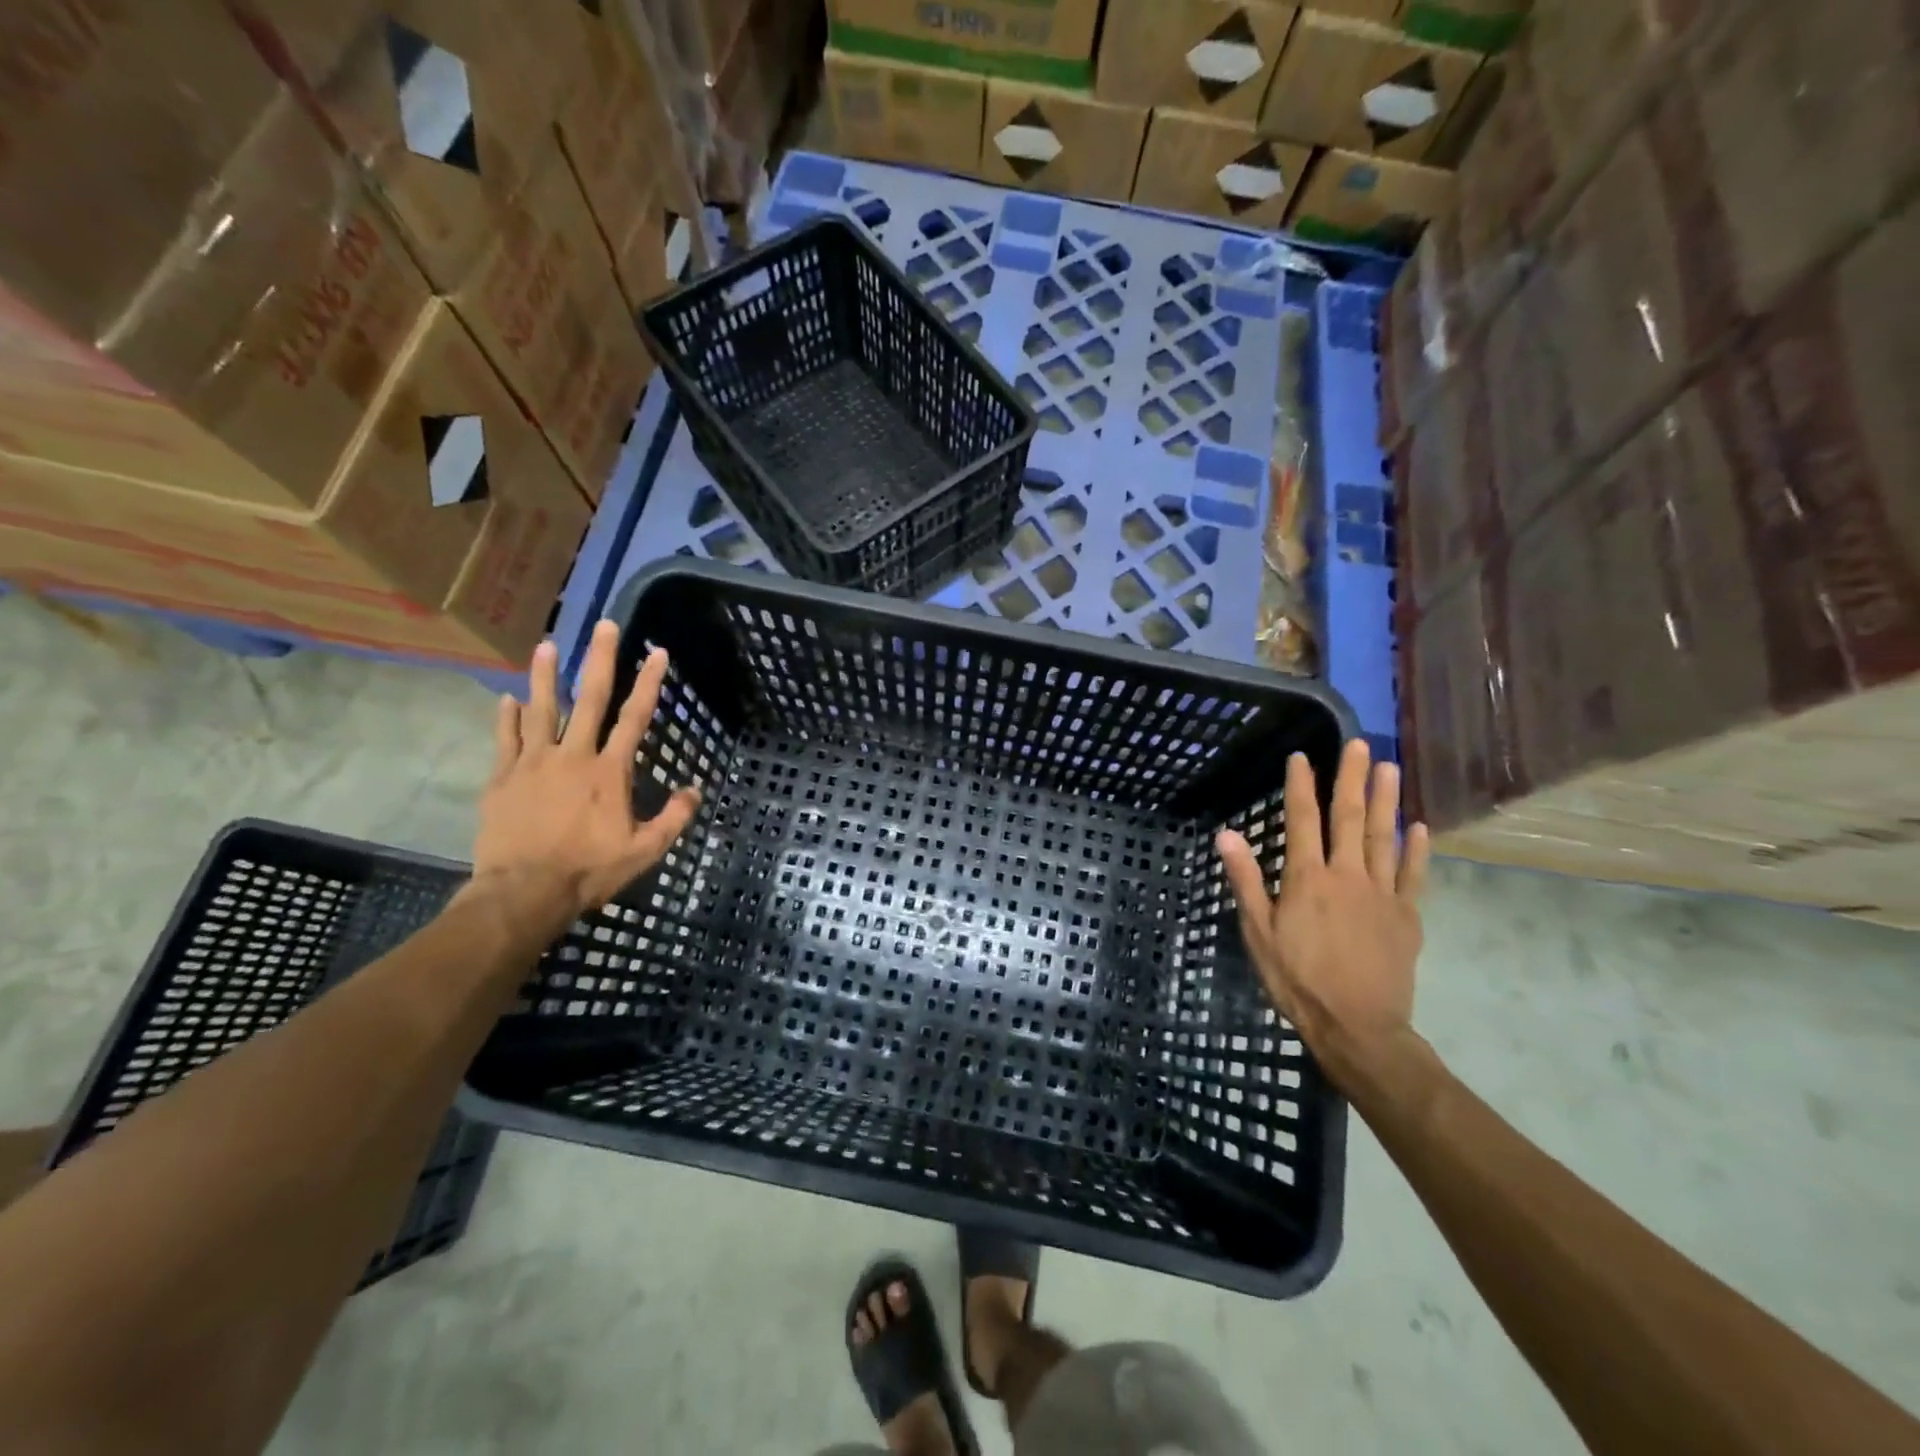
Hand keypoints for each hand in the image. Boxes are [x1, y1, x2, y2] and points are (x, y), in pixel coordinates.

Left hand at [472, 620, 700, 920]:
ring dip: (544, 675)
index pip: (635, 717)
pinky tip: (507, 699)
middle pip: (588, 698)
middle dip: (599, 659)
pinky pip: (506, 740)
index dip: (649, 683)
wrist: (525, 892)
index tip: (656, 652)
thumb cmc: (590, 870)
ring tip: (545, 645)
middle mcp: (573, 755)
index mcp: (610, 771)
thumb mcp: (644, 851)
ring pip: (540, 709)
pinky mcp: (503, 778)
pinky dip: (507, 718)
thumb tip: (695, 790)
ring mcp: (534, 763)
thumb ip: (673, 818)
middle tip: (603, 625)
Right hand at [1217, 739, 1429, 1085]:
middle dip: (1352, 778)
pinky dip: (1416, 849)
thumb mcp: (1258, 932)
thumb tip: (1227, 834)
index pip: (1303, 820)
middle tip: (1359, 744)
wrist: (1358, 1026)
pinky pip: (1414, 874)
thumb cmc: (1298, 979)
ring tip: (1389, 767)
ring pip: (1383, 837)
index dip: (1301, 785)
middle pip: (1349, 817)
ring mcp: (1382, 893)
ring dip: (1385, 800)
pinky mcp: (1407, 916)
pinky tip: (1417, 826)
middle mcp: (1347, 875)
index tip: (1302, 756)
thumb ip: (1246, 880)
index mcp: (1308, 878)